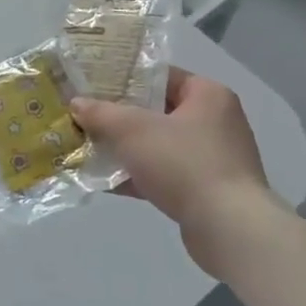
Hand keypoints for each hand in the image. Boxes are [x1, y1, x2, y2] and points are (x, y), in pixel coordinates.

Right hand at [71, 72, 283, 276]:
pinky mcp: (207, 191)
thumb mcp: (131, 129)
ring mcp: (214, 159)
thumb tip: (76, 104)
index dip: (123, 77)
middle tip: (85, 116)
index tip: (92, 84)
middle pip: (157, 110)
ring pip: (158, 144)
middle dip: (119, 117)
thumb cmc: (183, 163)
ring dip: (125, 148)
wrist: (229, 229)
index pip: (160, 76)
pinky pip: (165, 174)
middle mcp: (215, 122)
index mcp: (207, 95)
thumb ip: (100, 113)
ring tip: (88, 148)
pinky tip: (104, 182)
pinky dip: (138, 176)